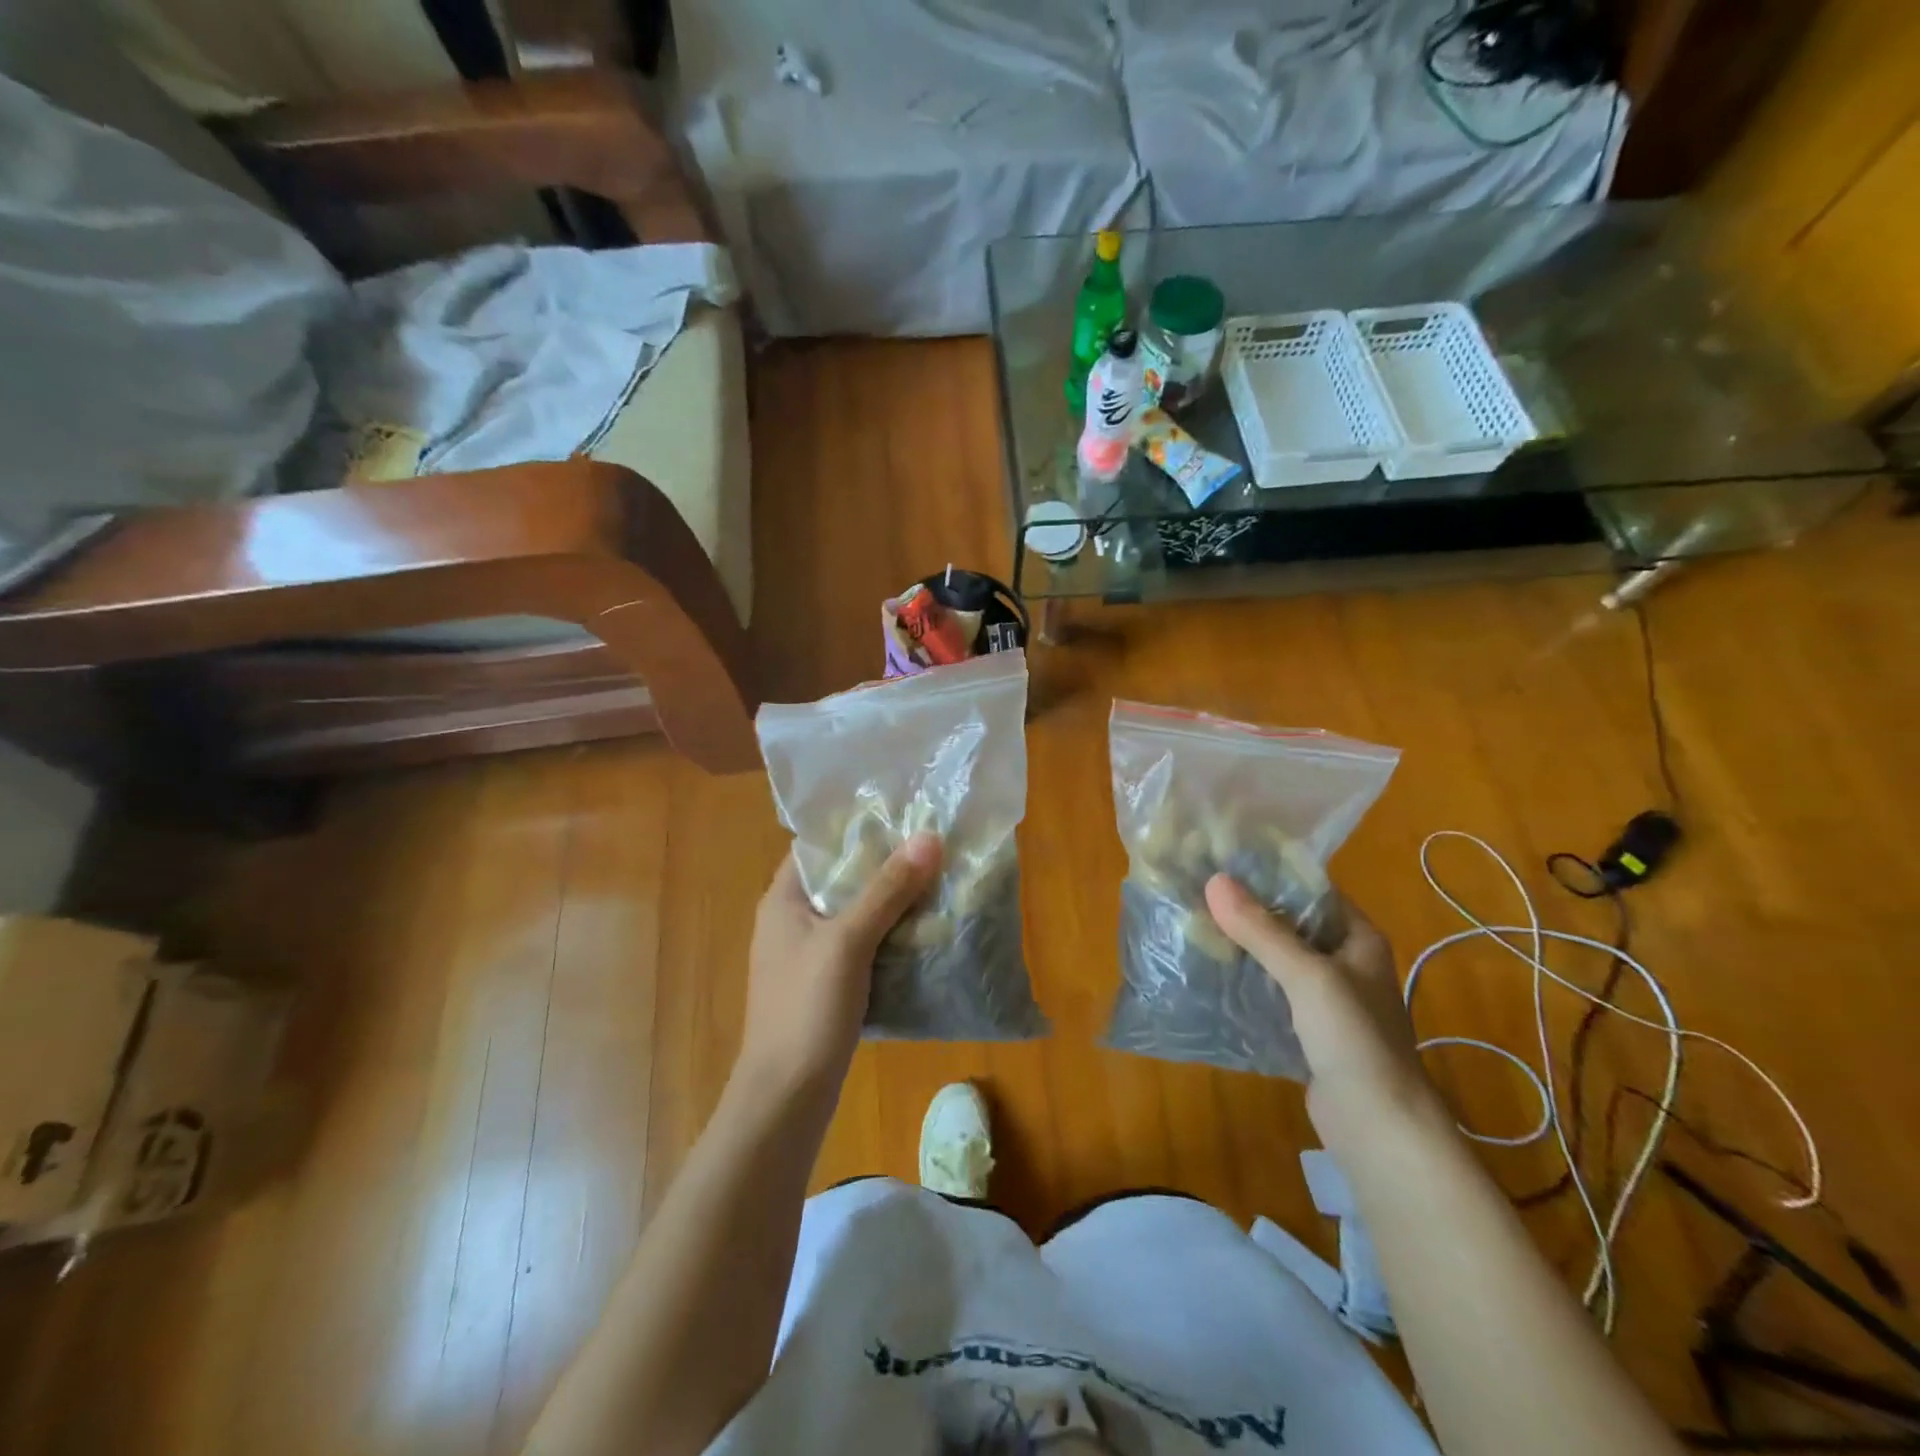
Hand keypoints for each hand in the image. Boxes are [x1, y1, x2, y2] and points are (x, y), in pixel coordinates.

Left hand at [737, 834, 943, 1099]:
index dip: (858, 830)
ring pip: (856, 915)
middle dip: (885, 867)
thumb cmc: (807, 1009)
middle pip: (843, 880)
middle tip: (932, 850)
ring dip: (892, 904)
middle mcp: (792, 922)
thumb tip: (929, 838)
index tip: (903, 817)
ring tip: (937, 884)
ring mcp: (808, 957)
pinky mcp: (826, 987)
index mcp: (783, 900)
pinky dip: (889, 938)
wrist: (786, 1098)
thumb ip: (887, 890)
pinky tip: (924, 935)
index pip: (819, 847)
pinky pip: (862, 948)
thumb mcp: (849, 941)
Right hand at [1205, 875, 1442, 1152]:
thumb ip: (1261, 930)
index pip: (1311, 891)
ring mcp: (1328, 999)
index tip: (1223, 862)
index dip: (1271, 875)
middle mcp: (1346, 962)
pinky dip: (1246, 982)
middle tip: (1200, 893)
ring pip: (1279, 960)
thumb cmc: (1354, 1038)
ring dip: (1244, 947)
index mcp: (1358, 939)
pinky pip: (1272, 993)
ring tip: (1196, 926)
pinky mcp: (1310, 1030)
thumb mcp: (1307, 975)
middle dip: (1249, 911)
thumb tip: (1214, 880)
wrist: (1380, 1127)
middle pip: (1292, 924)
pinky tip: (1211, 974)